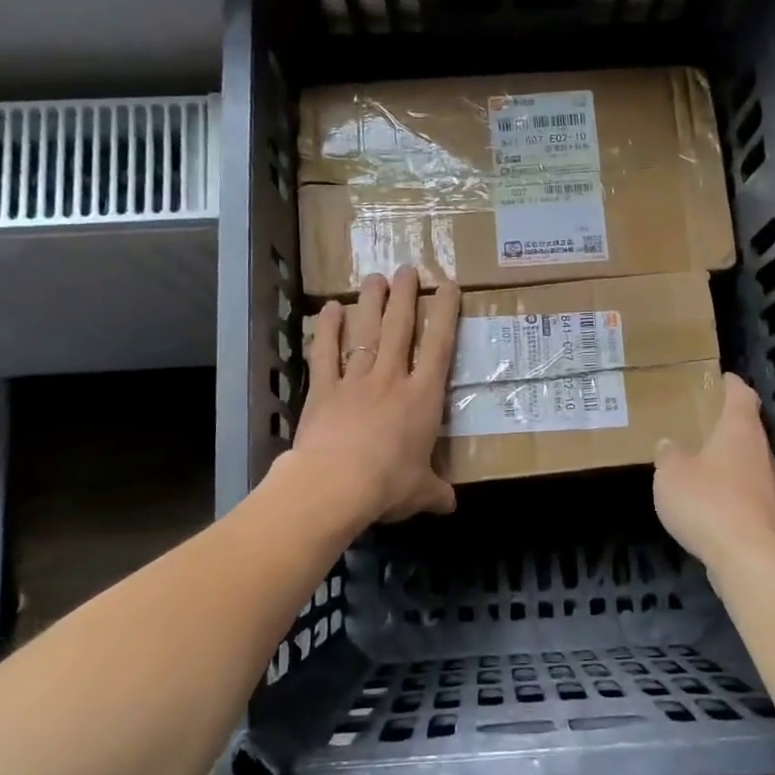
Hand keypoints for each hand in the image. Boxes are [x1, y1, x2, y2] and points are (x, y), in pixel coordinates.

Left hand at [288, 267, 460, 525]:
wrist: (335, 485)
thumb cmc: (387, 485)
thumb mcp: (420, 493)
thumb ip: (436, 493)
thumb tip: (450, 505)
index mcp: (423, 399)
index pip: (439, 347)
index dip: (445, 314)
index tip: (449, 286)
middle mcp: (392, 379)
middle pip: (401, 328)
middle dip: (407, 296)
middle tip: (408, 268)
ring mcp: (356, 380)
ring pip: (367, 332)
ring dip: (372, 303)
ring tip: (375, 277)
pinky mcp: (324, 389)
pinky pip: (325, 353)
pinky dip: (327, 329)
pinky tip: (329, 308)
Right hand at [653, 373, 774, 567]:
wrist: (748, 558)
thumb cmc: (708, 502)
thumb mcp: (671, 474)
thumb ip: (668, 455)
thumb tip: (669, 445)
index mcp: (739, 430)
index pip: (742, 395)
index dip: (731, 384)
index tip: (720, 377)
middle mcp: (760, 452)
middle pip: (747, 427)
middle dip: (726, 422)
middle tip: (700, 418)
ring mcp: (767, 485)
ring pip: (747, 460)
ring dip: (727, 457)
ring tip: (698, 458)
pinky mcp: (766, 514)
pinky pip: (744, 489)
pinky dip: (728, 487)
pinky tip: (707, 498)